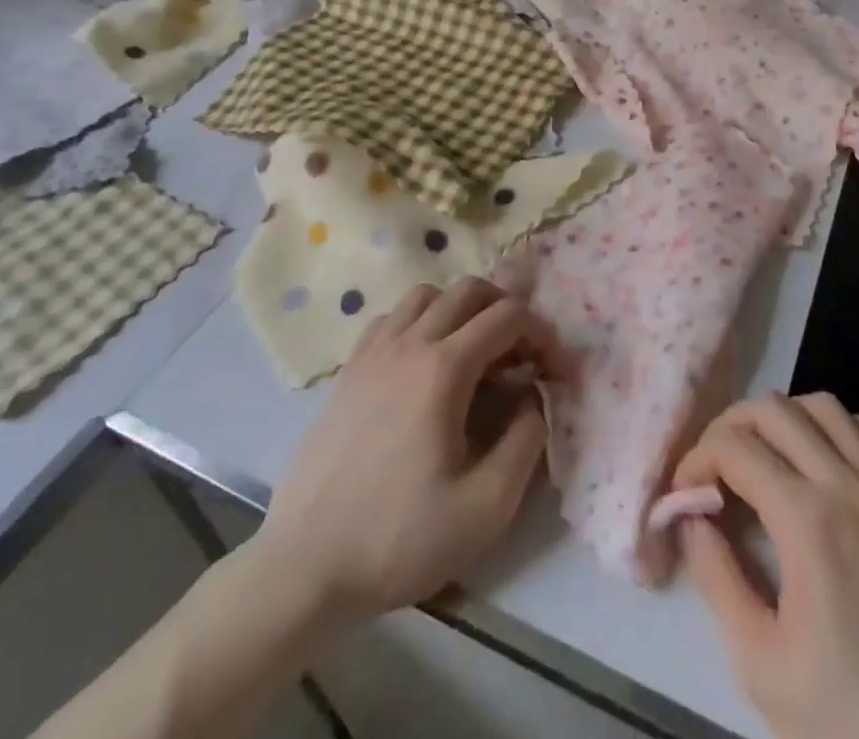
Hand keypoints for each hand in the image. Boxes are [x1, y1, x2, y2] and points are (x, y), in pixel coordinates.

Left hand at [249, 278, 559, 625]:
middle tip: (520, 352)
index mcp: (444, 368)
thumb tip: (533, 397)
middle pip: (469, 289)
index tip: (554, 369)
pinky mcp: (348, 370)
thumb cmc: (399, 539)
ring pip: (427, 294)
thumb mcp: (487, 506)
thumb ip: (526, 440)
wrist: (305, 569)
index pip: (508, 316)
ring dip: (461, 309)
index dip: (542, 333)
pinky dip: (420, 321)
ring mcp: (372, 352)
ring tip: (474, 351)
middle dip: (506, 309)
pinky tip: (424, 362)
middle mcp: (408, 343)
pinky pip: (392, 317)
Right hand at [673, 393, 858, 738]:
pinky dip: (844, 425)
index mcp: (805, 518)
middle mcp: (845, 482)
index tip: (684, 491)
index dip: (697, 458)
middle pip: (774, 410)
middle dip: (730, 426)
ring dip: (783, 416)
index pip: (735, 448)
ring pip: (825, 406)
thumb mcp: (764, 667)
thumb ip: (718, 581)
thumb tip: (690, 519)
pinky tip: (829, 456)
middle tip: (713, 466)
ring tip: (764, 453)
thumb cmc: (856, 713)